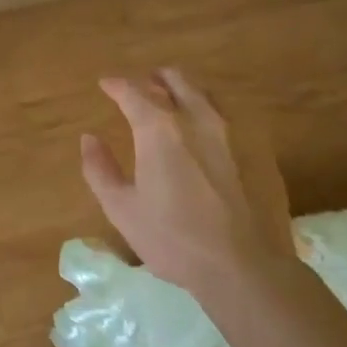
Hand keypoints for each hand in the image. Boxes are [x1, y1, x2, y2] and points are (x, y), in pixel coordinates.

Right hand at [79, 69, 291, 296]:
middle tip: (141, 88)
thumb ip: (100, 169)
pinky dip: (209, 111)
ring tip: (173, 103)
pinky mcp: (258, 148)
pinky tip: (206, 132)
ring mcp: (232, 130)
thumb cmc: (174, 240)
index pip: (133, 90)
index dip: (116, 85)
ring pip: (204, 92)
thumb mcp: (122, 210)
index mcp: (159, 128)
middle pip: (174, 79)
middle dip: (153, 78)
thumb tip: (89, 138)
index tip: (105, 85)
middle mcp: (197, 117)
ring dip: (183, 90)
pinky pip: (228, 114)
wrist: (246, 267)